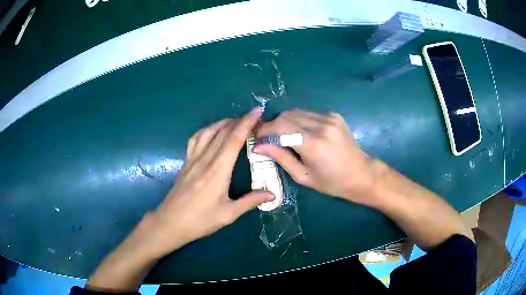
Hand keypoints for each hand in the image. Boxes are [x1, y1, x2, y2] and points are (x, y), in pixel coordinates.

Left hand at [150, 108, 274, 256]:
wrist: (171, 222)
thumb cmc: (200, 220)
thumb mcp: (228, 214)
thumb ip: (250, 201)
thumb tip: (272, 194)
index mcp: (218, 170)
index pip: (234, 139)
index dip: (246, 123)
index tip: (257, 111)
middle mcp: (205, 159)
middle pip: (222, 131)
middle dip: (239, 120)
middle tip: (253, 118)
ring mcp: (193, 159)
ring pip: (208, 132)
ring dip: (223, 122)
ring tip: (235, 121)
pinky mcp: (186, 162)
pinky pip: (195, 139)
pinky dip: (206, 130)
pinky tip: (211, 132)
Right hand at [254, 109, 373, 204]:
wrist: (361, 174)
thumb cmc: (332, 182)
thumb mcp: (303, 176)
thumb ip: (280, 157)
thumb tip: (258, 146)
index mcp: (313, 144)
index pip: (280, 127)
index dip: (265, 130)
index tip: (257, 137)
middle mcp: (321, 126)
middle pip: (286, 116)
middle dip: (272, 125)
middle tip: (267, 137)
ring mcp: (329, 118)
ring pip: (296, 112)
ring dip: (284, 121)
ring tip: (281, 135)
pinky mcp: (334, 115)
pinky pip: (308, 113)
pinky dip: (298, 120)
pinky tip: (299, 132)